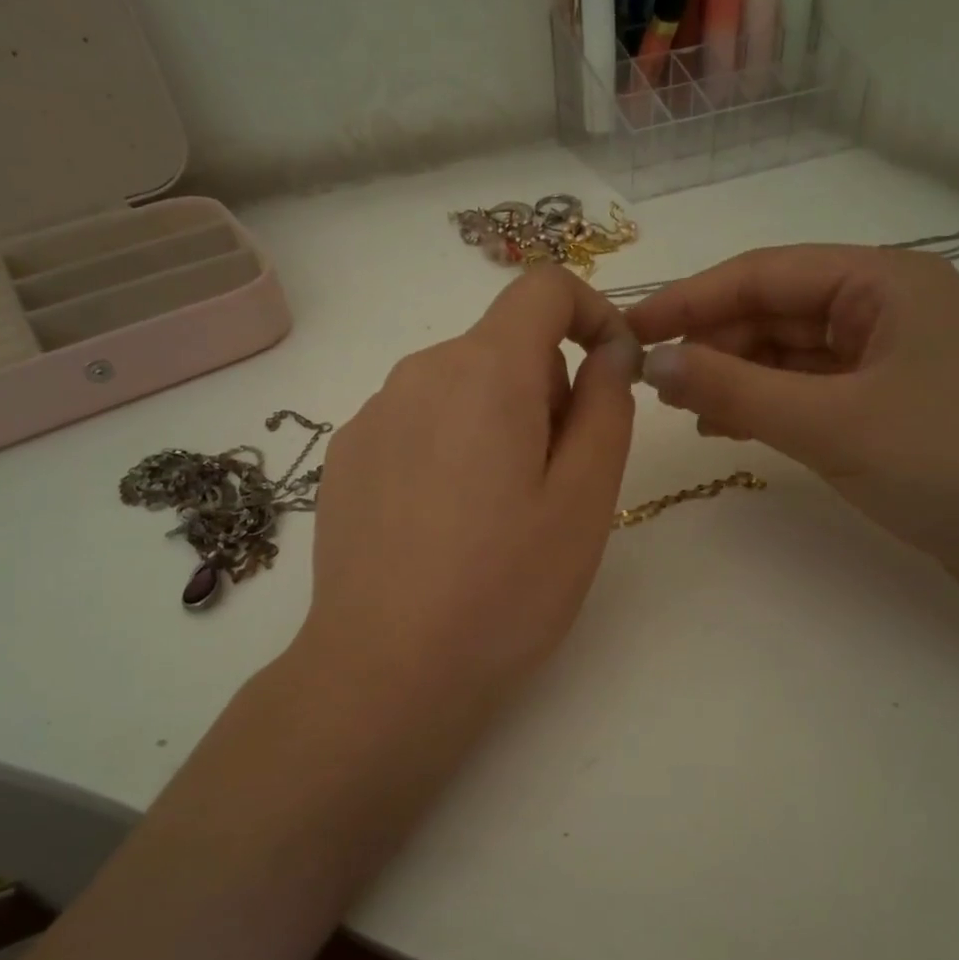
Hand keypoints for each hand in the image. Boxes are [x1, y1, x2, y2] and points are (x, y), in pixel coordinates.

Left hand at [301, 265, 640, 723]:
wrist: (385, 671)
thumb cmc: (505, 588)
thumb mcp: (585, 499)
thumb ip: (607, 406)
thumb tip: (609, 350)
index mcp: (485, 372)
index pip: (544, 288)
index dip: (590, 312)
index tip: (612, 371)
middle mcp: (419, 373)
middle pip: (503, 345)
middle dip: (547, 390)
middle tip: (557, 482)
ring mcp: (372, 415)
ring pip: (460, 387)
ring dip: (498, 422)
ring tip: (500, 515)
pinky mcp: (345, 458)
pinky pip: (417, 424)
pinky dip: (448, 448)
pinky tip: (444, 527)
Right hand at [625, 245, 958, 621]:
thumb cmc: (953, 465)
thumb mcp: (831, 422)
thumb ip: (735, 389)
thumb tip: (654, 364)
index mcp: (884, 281)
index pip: (762, 274)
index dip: (689, 301)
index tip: (628, 331)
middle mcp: (887, 308)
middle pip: (775, 311)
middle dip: (712, 342)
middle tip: (649, 382)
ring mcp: (890, 362)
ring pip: (790, 355)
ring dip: (734, 375)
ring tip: (679, 407)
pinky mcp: (891, 410)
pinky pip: (810, 392)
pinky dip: (766, 405)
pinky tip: (726, 426)